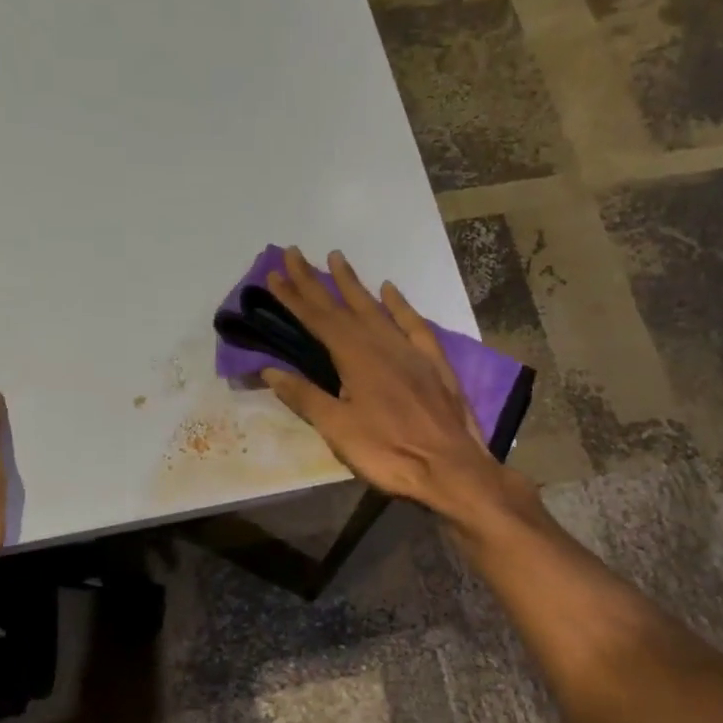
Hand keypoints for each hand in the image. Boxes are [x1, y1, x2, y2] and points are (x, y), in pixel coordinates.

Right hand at [262, 247, 511, 521]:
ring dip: (353, 284)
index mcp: (355, 357)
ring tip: (337, 258)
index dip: (294, 296)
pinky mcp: (433, 362)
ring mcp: (410, 350)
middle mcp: (381, 344)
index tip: (274, 272)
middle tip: (294, 253)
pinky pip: (412, 323)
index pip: (317, 319)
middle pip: (342, 306)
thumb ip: (305, 397)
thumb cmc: (389, 453)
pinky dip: (399, 305)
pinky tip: (389, 289)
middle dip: (315, 281)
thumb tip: (270, 370)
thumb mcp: (338, 430)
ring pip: (376, 308)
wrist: (452, 468)